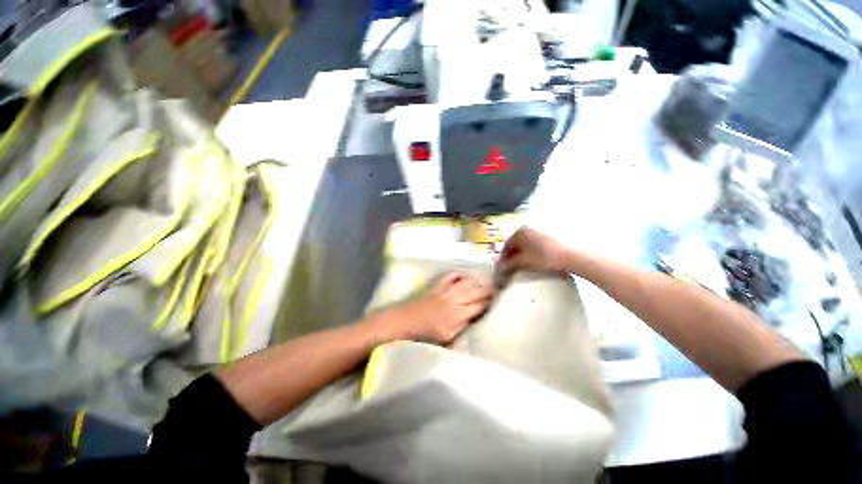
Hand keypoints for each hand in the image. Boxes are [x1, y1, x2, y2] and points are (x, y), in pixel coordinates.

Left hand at [370, 272, 493, 344]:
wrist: (399, 325)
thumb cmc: (421, 338)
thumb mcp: (446, 341)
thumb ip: (463, 329)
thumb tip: (476, 320)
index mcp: (457, 317)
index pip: (481, 307)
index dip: (492, 303)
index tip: (501, 301)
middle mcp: (454, 301)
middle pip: (477, 292)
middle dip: (490, 291)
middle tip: (499, 290)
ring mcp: (444, 292)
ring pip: (467, 282)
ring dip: (478, 282)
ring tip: (485, 283)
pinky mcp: (435, 287)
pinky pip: (450, 276)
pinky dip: (459, 275)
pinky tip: (464, 276)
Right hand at [498, 227, 572, 276]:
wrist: (571, 253)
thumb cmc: (543, 256)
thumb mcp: (524, 261)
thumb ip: (510, 263)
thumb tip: (503, 266)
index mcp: (519, 231)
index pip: (506, 245)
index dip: (504, 257)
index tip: (503, 266)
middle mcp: (528, 227)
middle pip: (516, 242)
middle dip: (514, 253)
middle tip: (513, 265)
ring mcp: (541, 228)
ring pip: (527, 241)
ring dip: (524, 251)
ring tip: (526, 262)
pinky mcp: (551, 232)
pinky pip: (537, 241)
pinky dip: (534, 248)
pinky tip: (538, 257)